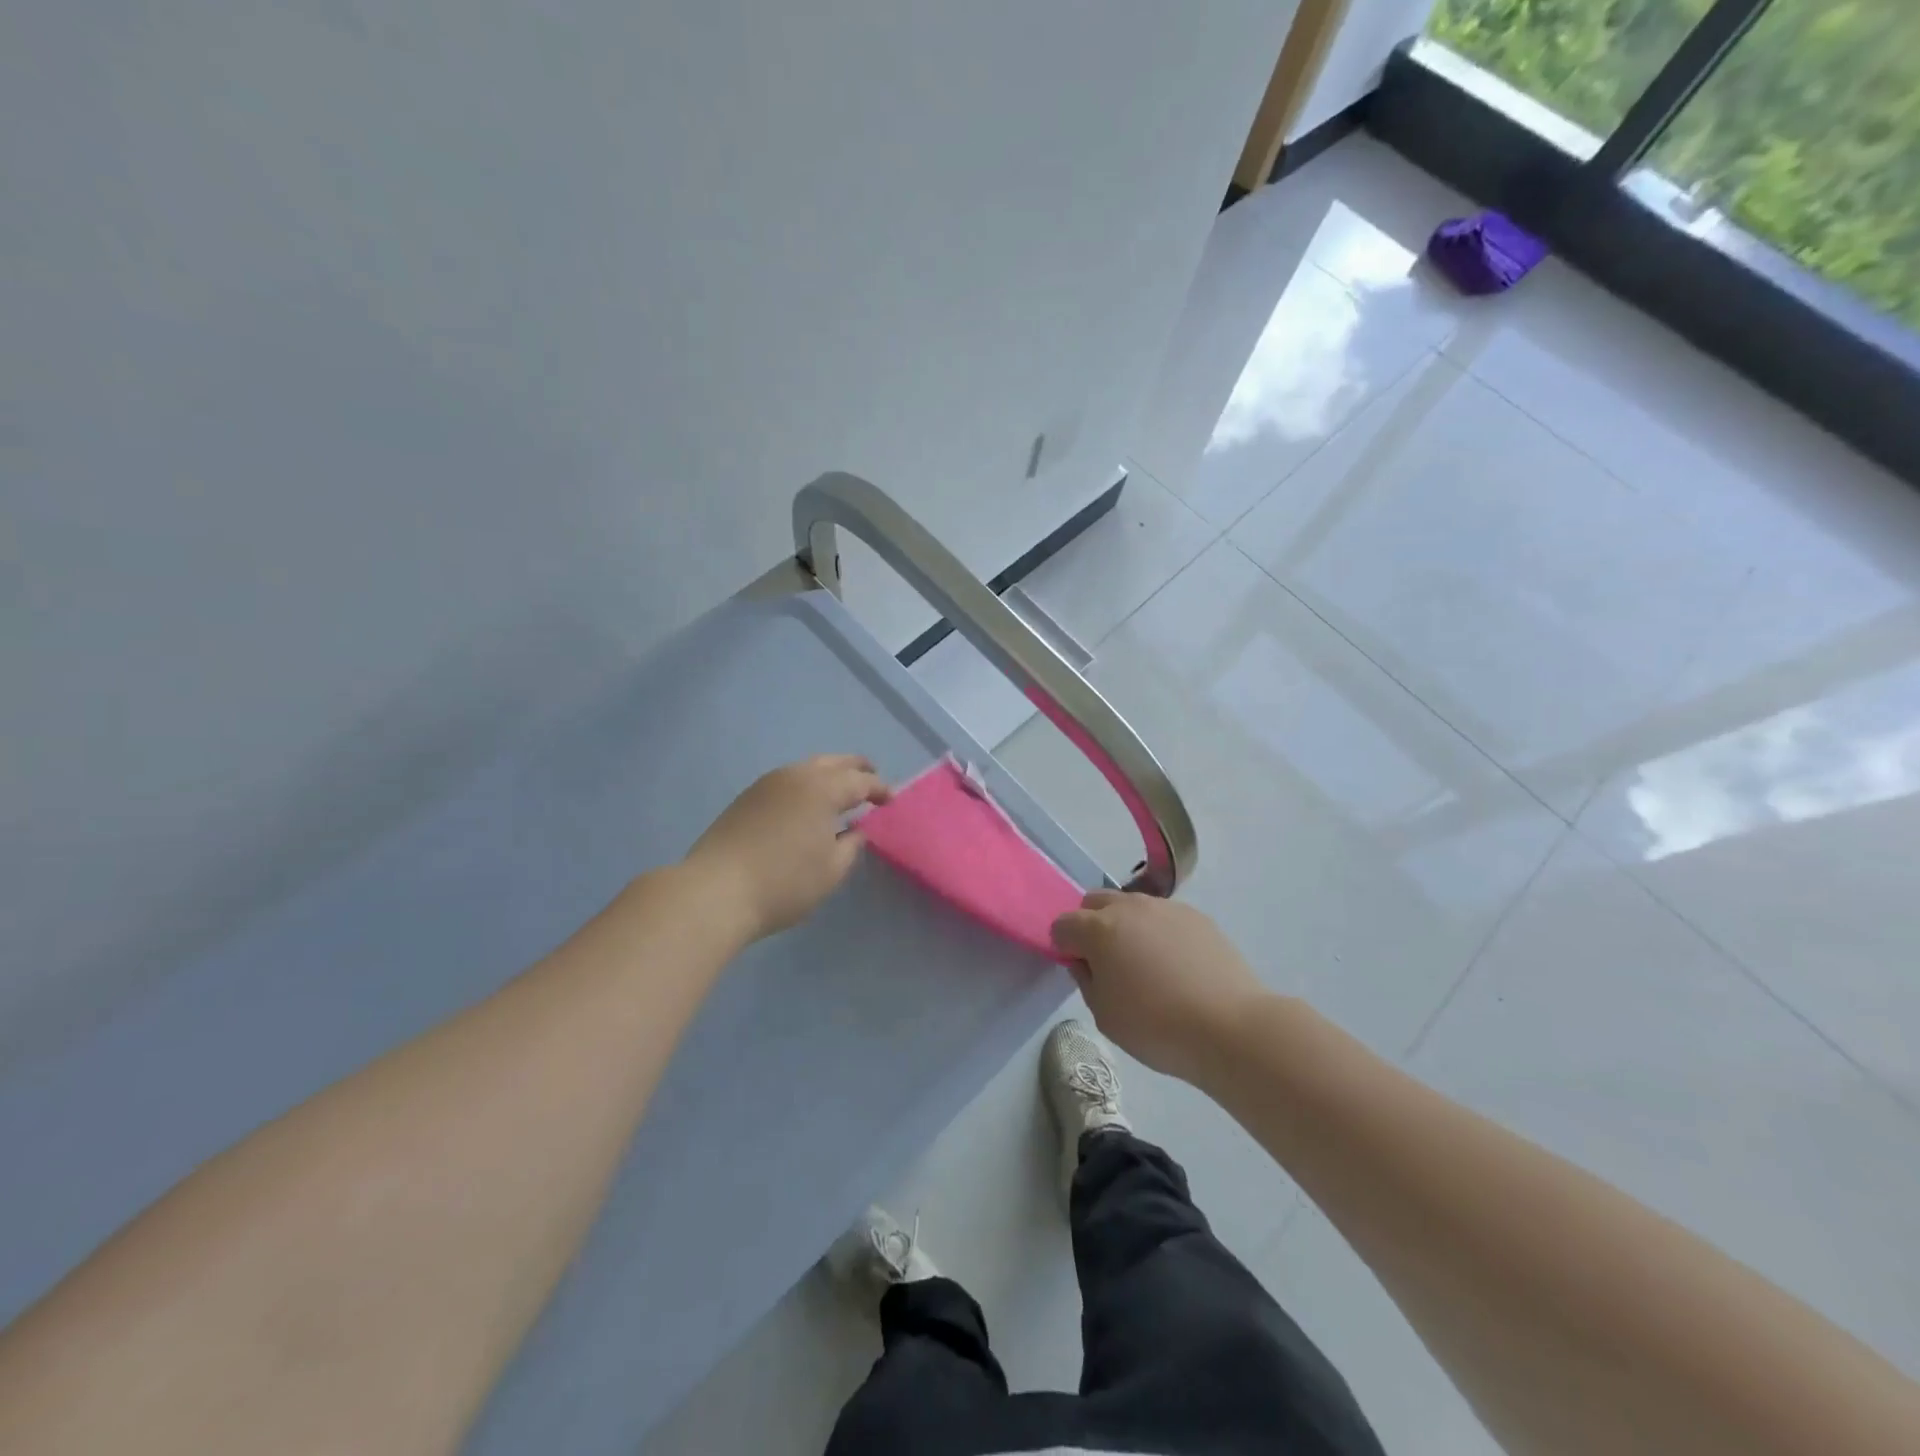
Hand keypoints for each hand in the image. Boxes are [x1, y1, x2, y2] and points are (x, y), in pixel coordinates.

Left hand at [685, 755, 890, 939]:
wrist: (715, 891)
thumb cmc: (784, 883)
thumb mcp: (832, 870)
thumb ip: (852, 845)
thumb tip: (857, 829)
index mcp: (822, 788)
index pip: (861, 781)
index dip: (880, 789)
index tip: (891, 801)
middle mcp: (796, 775)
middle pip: (834, 762)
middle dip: (856, 769)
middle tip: (872, 779)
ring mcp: (767, 783)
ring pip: (807, 767)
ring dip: (829, 774)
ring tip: (840, 792)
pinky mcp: (747, 797)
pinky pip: (788, 779)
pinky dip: (806, 784)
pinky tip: (807, 804)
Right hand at [1052, 891, 1267, 1081]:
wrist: (1230, 1027)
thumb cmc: (1157, 1027)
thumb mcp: (1105, 1015)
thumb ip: (1086, 980)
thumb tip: (1086, 961)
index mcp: (1099, 929)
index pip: (1063, 925)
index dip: (1064, 948)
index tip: (1081, 971)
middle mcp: (1129, 907)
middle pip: (1094, 903)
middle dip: (1091, 925)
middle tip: (1108, 963)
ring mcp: (1166, 908)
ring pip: (1131, 906)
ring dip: (1126, 926)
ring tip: (1147, 965)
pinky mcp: (1197, 916)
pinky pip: (1163, 917)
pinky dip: (1159, 932)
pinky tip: (1177, 966)